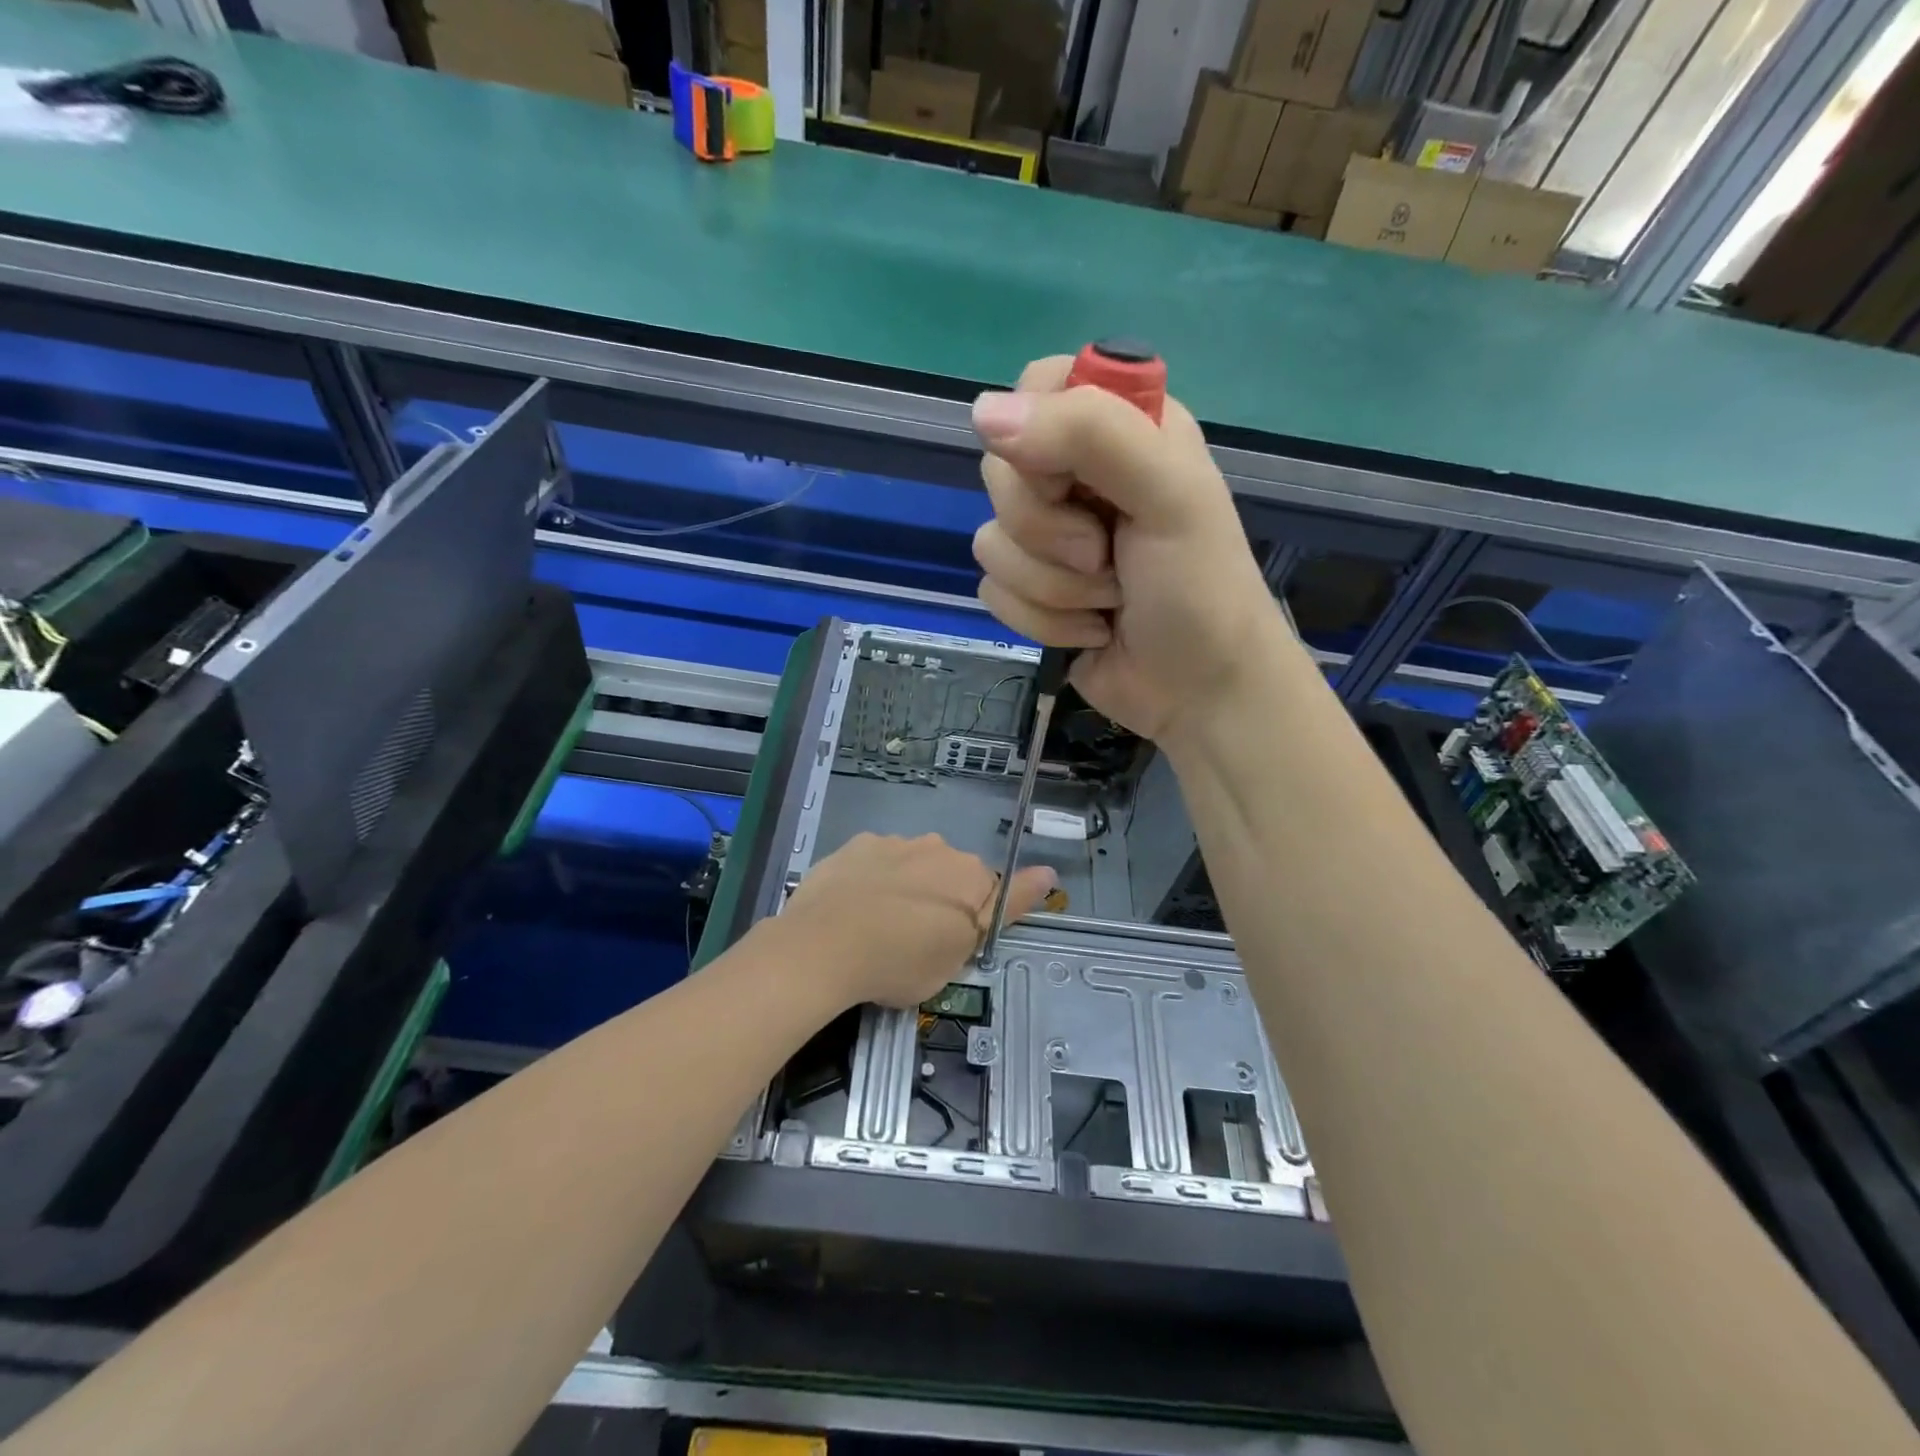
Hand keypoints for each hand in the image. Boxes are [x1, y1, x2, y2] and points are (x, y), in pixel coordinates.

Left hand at [780, 834, 1056, 1009]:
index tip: (948, 943)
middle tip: (913, 942)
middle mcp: (939, 848)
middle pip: (949, 876)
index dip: (971, 922)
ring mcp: (895, 842)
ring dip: (905, 888)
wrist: (824, 946)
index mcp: (971, 877)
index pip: (990, 894)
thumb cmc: (901, 963)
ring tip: (875, 927)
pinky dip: (872, 879)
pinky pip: (876, 861)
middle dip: (939, 901)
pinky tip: (851, 907)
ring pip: (911, 865)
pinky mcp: (858, 843)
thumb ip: (1005, 910)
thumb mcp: (960, 955)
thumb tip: (1049, 872)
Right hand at [970, 356, 1289, 745]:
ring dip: (1054, 587)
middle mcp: (1080, 475)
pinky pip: (994, 591)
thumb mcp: (1168, 496)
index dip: (1038, 434)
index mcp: (1124, 428)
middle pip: (1001, 471)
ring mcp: (1051, 538)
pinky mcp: (1032, 591)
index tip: (1070, 480)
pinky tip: (1092, 630)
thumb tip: (981, 412)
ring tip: (1110, 599)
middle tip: (1106, 553)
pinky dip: (1045, 620)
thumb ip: (1091, 435)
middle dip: (1051, 531)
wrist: (1201, 694)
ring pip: (992, 540)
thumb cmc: (1200, 590)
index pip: (1038, 386)